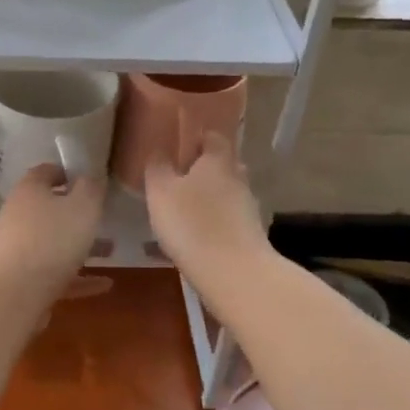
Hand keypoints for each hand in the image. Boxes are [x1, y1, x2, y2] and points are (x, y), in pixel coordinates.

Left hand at [0, 164, 106, 293]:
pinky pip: (54, 272)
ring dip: (79, 246)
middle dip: (77, 214)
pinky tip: (103, 285)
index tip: (90, 180)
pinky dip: (77, 276)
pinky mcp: (21, 278)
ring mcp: (17, 248)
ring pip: (53, 242)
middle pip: (49, 208)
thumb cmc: (53, 240)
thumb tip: (91, 176)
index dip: (67, 172)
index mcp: (29, 191)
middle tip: (102, 218)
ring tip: (109, 251)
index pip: (46, 172)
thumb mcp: (83, 207)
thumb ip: (91, 188)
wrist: (15, 293)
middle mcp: (18, 215)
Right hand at [144, 131, 269, 282]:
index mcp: (218, 159)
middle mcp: (238, 177)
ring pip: (227, 192)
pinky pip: (230, 218)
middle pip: (223, 164)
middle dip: (204, 169)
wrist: (235, 273)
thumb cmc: (192, 224)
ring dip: (210, 197)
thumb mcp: (161, 192)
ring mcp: (249, 206)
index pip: (213, 136)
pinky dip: (216, 221)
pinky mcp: (251, 233)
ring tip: (185, 210)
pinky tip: (199, 235)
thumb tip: (158, 150)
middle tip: (179, 179)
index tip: (179, 147)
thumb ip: (157, 167)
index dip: (196, 139)